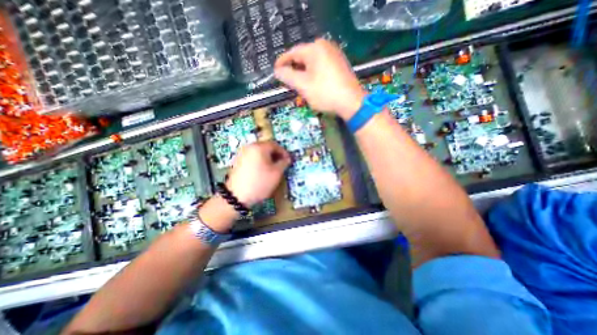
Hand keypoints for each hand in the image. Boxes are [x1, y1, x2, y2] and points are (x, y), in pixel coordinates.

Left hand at [223, 139, 291, 205]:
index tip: (288, 160)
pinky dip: (259, 160)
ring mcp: (242, 154)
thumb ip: (284, 163)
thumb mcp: (276, 173)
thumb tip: (287, 159)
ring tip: (272, 168)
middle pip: (266, 147)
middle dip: (275, 154)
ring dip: (267, 157)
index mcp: (259, 147)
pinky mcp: (238, 161)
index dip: (283, 152)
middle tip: (281, 164)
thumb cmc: (260, 182)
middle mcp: (249, 147)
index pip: (275, 145)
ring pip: (258, 152)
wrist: (237, 196)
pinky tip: (262, 170)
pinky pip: (252, 157)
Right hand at [274, 38, 365, 119]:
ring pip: (312, 63)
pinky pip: (321, 66)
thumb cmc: (325, 94)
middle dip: (294, 70)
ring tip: (299, 86)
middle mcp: (325, 47)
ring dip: (303, 73)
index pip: (293, 53)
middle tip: (287, 82)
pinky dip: (313, 74)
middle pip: (303, 57)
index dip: (282, 62)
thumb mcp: (303, 86)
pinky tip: (312, 84)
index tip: (275, 71)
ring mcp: (334, 55)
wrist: (351, 103)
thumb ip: (288, 76)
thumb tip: (278, 71)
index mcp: (315, 49)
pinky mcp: (340, 64)